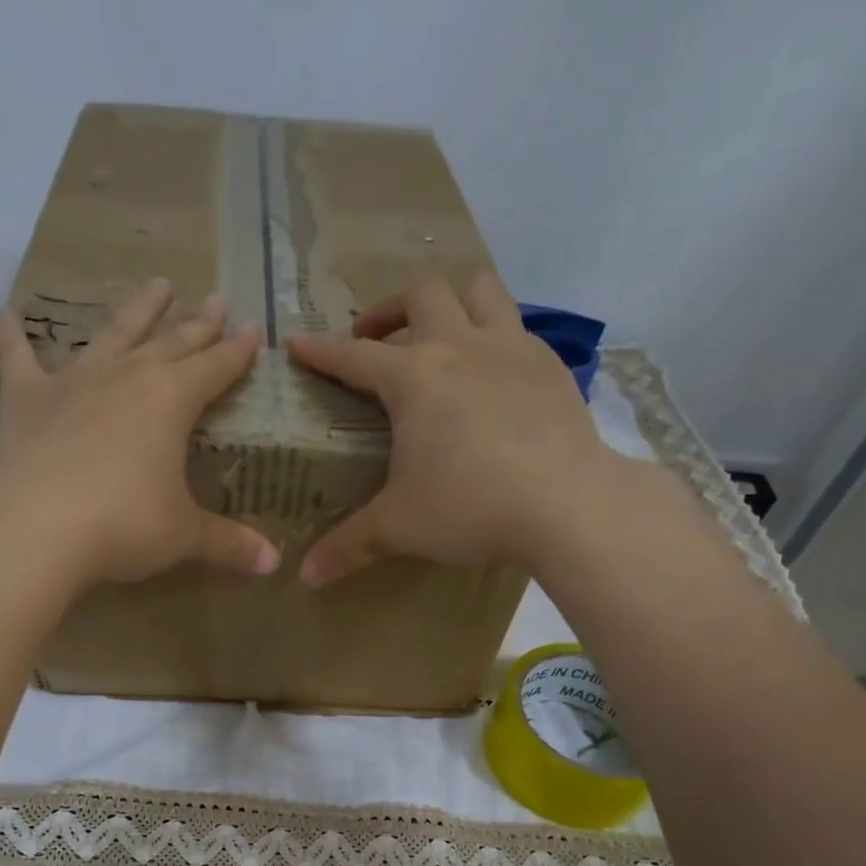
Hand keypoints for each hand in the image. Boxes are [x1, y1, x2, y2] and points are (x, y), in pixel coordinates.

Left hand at [0, 278, 279, 586]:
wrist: (37, 528)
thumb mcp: (184, 536)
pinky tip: (8, 309)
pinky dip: (11, 332)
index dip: (238, 351)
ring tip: (157, 284)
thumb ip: (229, 543)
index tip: (254, 329)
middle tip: (215, 300)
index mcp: (172, 400)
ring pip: (113, 334)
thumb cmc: (124, 526)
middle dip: (198, 323)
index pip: (216, 367)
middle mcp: (127, 376)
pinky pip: (17, 355)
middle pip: (172, 342)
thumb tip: (272, 564)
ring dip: (137, 310)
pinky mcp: (26, 398)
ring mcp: (73, 381)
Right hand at [286, 268, 611, 585]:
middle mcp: (459, 346)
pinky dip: (494, 338)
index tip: (297, 344)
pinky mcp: (549, 365)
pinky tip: (492, 377)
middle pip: (419, 294)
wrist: (568, 504)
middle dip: (386, 310)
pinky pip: (516, 327)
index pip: (352, 356)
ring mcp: (511, 348)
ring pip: (478, 289)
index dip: (319, 351)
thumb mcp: (399, 527)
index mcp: (413, 377)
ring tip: (438, 335)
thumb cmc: (471, 507)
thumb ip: (348, 546)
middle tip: (373, 343)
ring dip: (450, 302)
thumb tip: (305, 576)